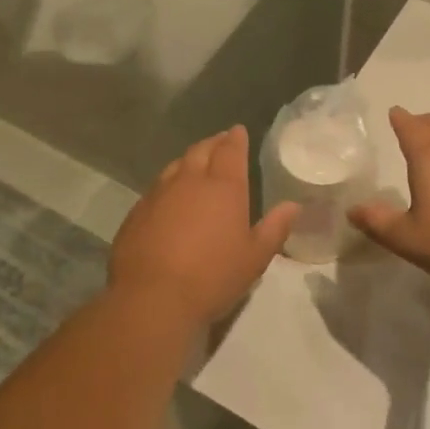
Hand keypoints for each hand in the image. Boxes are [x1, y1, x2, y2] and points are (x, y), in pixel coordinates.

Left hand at [109, 126, 298, 325]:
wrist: (152, 297)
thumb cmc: (212, 277)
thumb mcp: (254, 257)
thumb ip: (274, 228)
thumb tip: (293, 205)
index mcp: (223, 187)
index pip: (230, 150)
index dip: (236, 139)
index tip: (239, 131)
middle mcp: (189, 181)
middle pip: (201, 150)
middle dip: (213, 143)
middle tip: (221, 142)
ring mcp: (158, 194)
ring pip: (175, 165)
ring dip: (189, 160)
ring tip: (196, 163)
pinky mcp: (136, 212)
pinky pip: (156, 187)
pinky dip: (168, 183)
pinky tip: (169, 196)